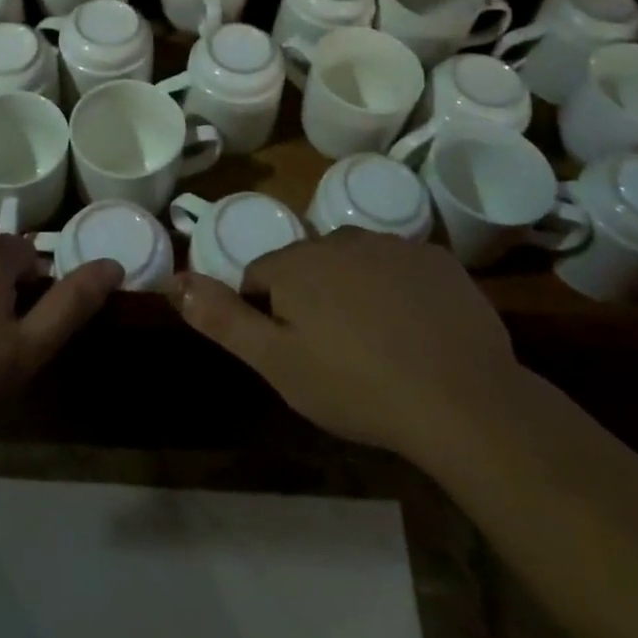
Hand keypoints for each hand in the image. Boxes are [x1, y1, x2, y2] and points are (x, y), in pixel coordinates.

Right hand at [171, 229, 518, 460]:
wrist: (462, 399)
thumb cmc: (357, 386)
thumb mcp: (278, 364)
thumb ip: (224, 319)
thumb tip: (174, 280)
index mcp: (296, 263)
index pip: (259, 277)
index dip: (267, 316)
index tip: (293, 354)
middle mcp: (338, 238)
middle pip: (307, 265)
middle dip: (310, 299)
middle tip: (334, 354)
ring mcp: (392, 243)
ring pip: (354, 262)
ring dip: (354, 291)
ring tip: (377, 345)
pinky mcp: (435, 257)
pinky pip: (400, 267)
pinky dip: (399, 290)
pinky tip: (416, 331)